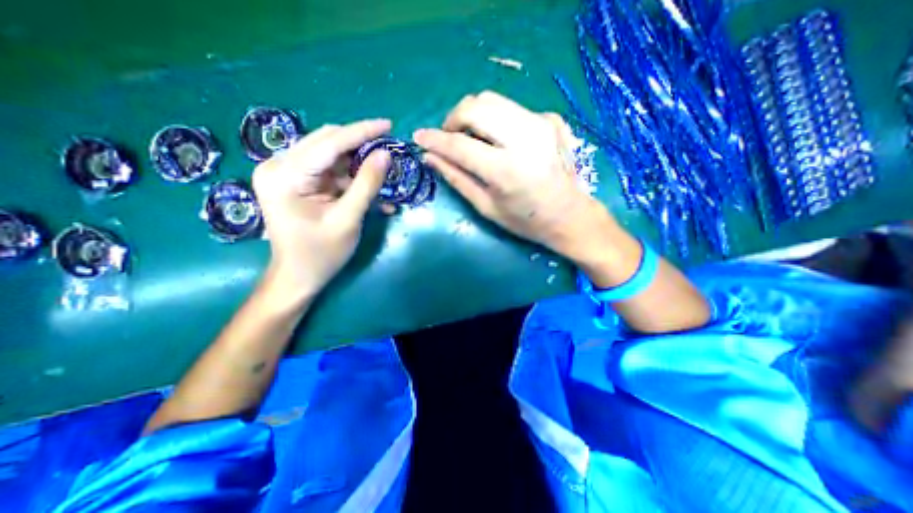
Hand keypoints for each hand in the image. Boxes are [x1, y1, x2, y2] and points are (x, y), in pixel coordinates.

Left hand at [251, 117, 389, 300]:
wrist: (297, 277)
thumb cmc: (321, 254)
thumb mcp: (348, 219)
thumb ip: (366, 185)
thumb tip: (385, 154)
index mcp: (285, 176)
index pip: (329, 143)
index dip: (361, 131)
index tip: (389, 124)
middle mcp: (279, 166)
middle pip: (327, 142)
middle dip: (360, 145)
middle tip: (388, 149)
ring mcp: (285, 173)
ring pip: (329, 154)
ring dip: (357, 162)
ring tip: (381, 172)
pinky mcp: (295, 181)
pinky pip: (328, 169)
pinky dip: (350, 177)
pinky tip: (367, 188)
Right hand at [415, 90, 603, 257]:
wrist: (570, 215)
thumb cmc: (526, 220)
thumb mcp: (487, 207)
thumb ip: (457, 179)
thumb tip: (430, 157)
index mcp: (506, 170)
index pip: (460, 144)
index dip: (434, 139)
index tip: (419, 137)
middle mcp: (524, 138)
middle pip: (476, 105)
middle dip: (454, 118)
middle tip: (450, 137)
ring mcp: (541, 123)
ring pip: (493, 99)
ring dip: (473, 114)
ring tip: (470, 136)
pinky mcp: (550, 119)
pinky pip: (511, 109)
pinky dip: (496, 120)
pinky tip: (500, 141)